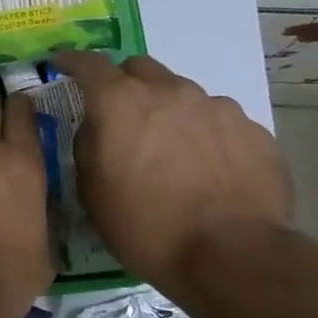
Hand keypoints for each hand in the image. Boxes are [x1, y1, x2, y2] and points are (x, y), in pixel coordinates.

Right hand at [54, 52, 292, 291]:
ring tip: (172, 151)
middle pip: (139, 68)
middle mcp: (169, 91)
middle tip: (121, 116)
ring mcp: (217, 107)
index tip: (62, 66)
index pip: (88, 63)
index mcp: (120, 102)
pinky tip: (209, 170)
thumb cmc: (146, 226)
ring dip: (169, 111)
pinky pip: (219, 122)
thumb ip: (88, 144)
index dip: (72, 62)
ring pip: (182, 94)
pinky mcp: (254, 131)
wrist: (234, 256)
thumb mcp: (91, 190)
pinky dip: (206, 135)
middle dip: (124, 84)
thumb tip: (97, 127)